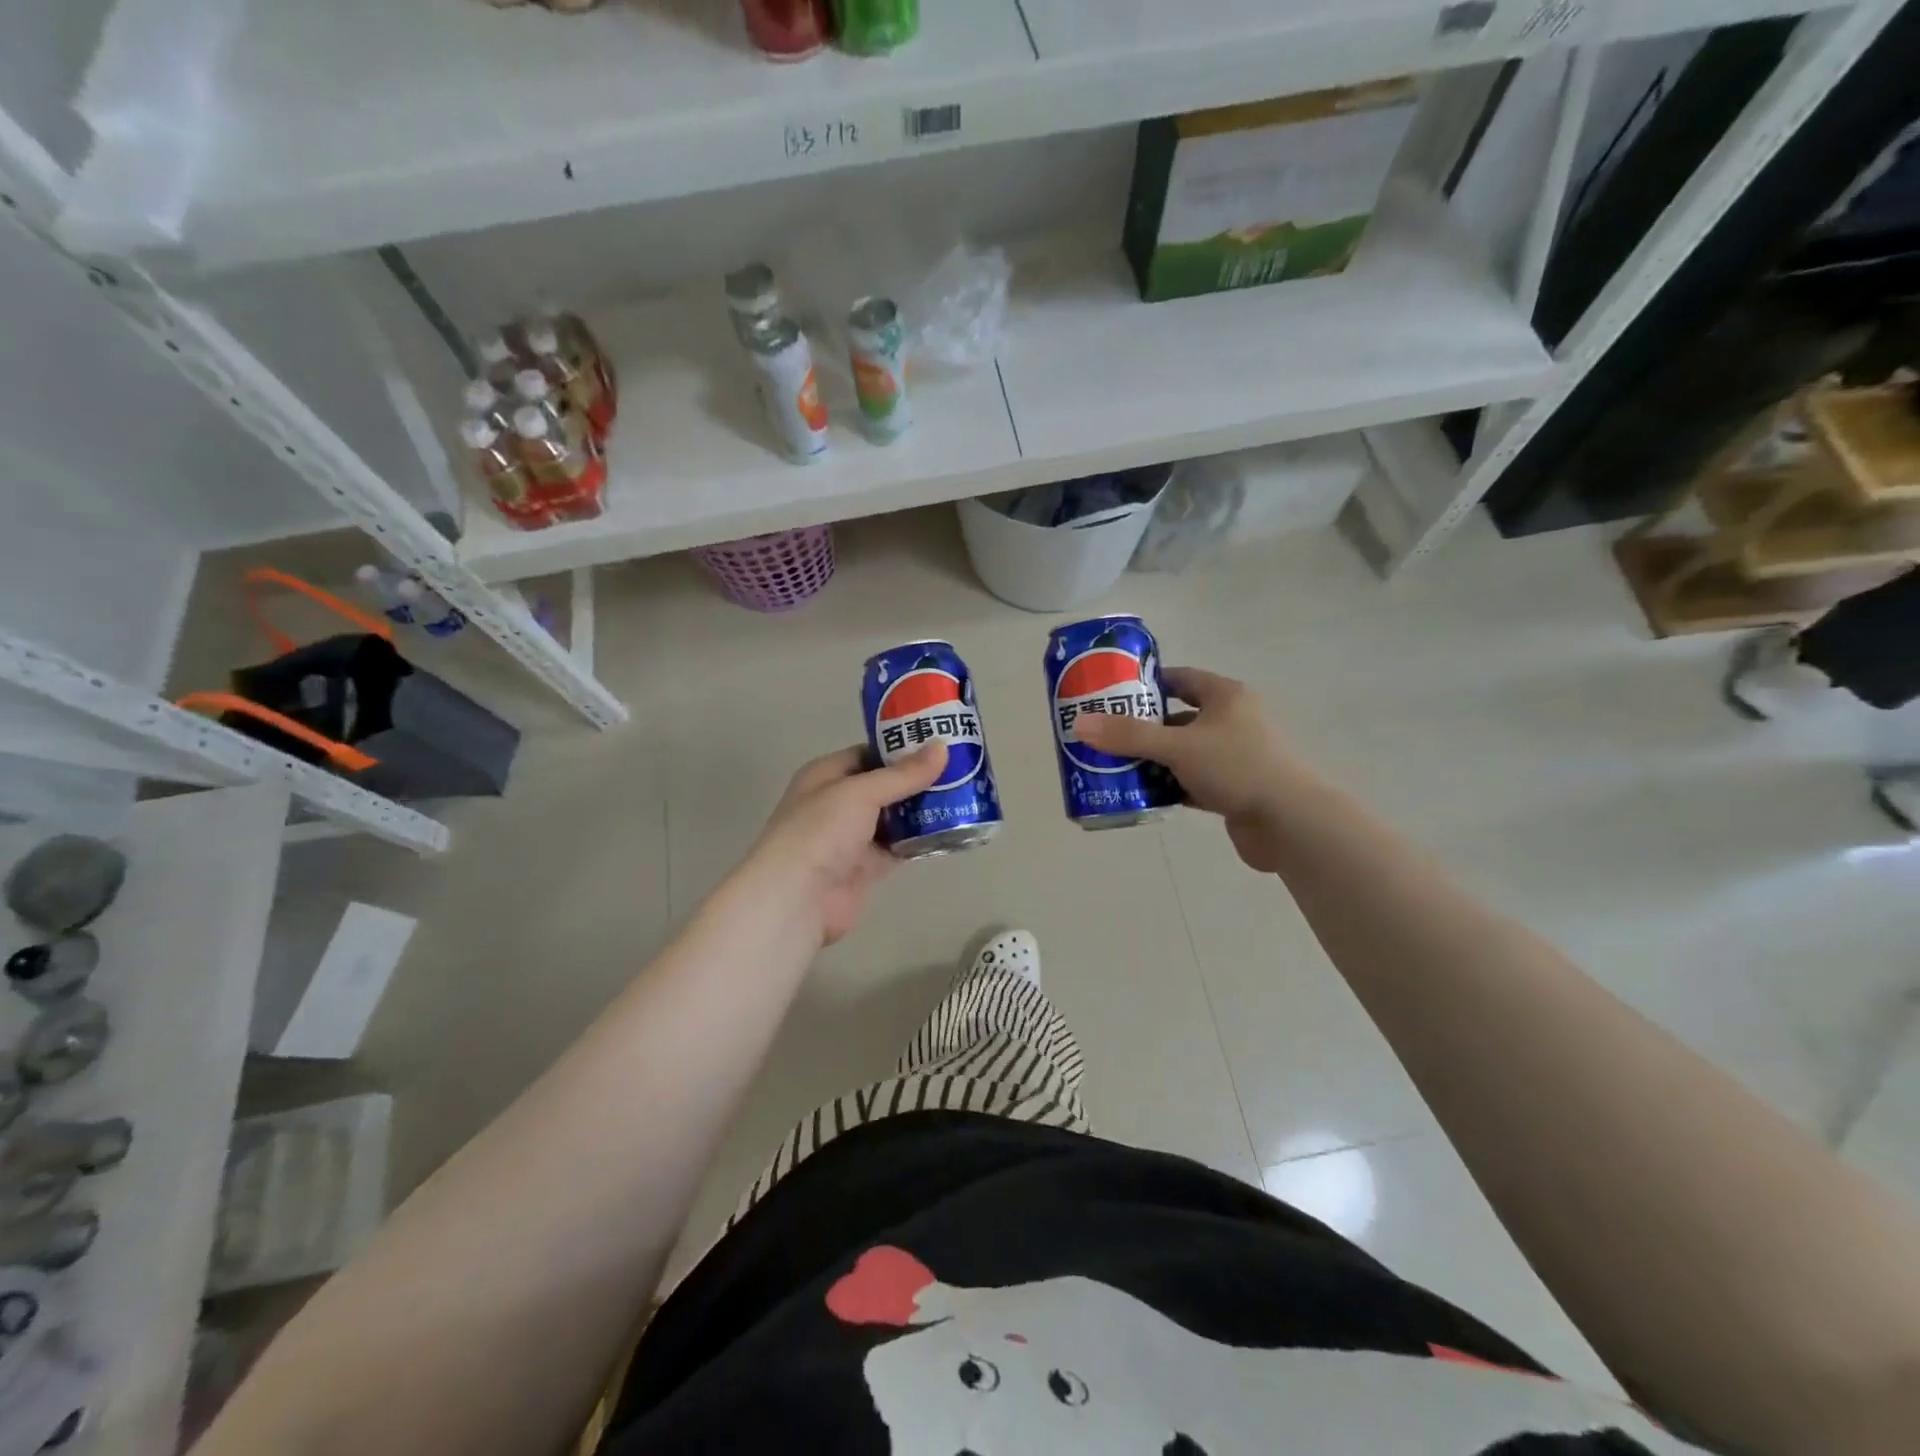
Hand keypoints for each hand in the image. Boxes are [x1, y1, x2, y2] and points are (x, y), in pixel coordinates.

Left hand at [743, 742, 947, 946]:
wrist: (797, 899)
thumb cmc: (821, 831)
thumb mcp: (861, 792)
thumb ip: (903, 774)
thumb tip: (942, 747)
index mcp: (826, 775)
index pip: (868, 754)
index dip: (900, 748)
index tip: (938, 743)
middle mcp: (837, 803)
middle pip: (884, 785)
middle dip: (917, 779)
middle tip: (960, 770)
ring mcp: (851, 837)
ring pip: (894, 817)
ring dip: (922, 810)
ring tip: (963, 795)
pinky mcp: (865, 867)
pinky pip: (898, 847)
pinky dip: (920, 840)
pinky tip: (950, 830)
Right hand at [1074, 668, 1300, 871]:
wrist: (1289, 823)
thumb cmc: (1237, 768)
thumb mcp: (1178, 747)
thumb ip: (1129, 736)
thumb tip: (1081, 725)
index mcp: (1226, 697)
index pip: (1181, 679)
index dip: (1147, 684)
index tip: (1113, 694)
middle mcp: (1232, 721)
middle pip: (1177, 719)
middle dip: (1142, 728)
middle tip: (1105, 735)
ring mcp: (1234, 757)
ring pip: (1183, 753)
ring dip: (1153, 760)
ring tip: (1114, 766)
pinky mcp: (1233, 789)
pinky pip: (1191, 781)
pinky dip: (1169, 786)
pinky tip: (1141, 794)